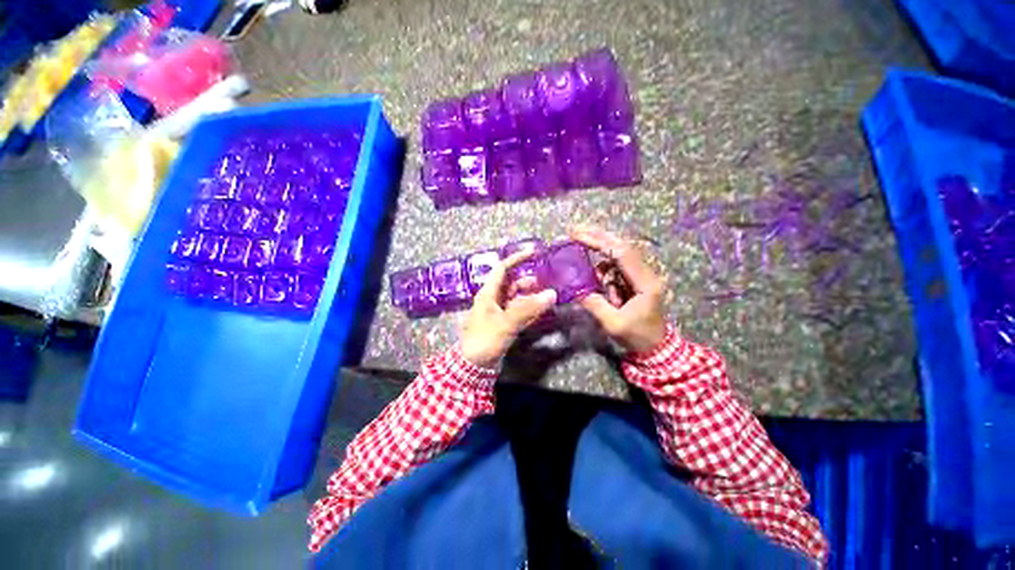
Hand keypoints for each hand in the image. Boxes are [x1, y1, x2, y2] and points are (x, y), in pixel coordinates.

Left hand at [459, 251, 556, 367]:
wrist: (473, 367)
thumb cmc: (484, 340)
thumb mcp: (505, 323)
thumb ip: (528, 309)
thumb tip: (551, 294)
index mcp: (489, 293)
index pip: (503, 269)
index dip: (517, 258)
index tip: (534, 253)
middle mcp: (494, 299)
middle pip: (513, 283)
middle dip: (529, 281)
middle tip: (547, 282)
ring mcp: (499, 312)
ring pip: (517, 298)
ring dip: (531, 296)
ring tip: (548, 297)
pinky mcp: (504, 324)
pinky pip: (519, 312)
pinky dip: (529, 310)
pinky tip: (541, 311)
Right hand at [570, 226, 667, 353]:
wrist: (656, 347)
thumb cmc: (637, 336)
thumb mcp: (613, 323)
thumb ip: (594, 304)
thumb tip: (574, 288)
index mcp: (645, 282)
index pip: (622, 253)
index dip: (599, 242)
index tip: (577, 236)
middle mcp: (646, 273)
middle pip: (622, 246)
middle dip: (598, 237)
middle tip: (575, 231)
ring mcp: (641, 275)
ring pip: (618, 254)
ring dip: (599, 252)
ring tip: (581, 252)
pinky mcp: (635, 279)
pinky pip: (616, 266)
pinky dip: (602, 268)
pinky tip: (596, 279)